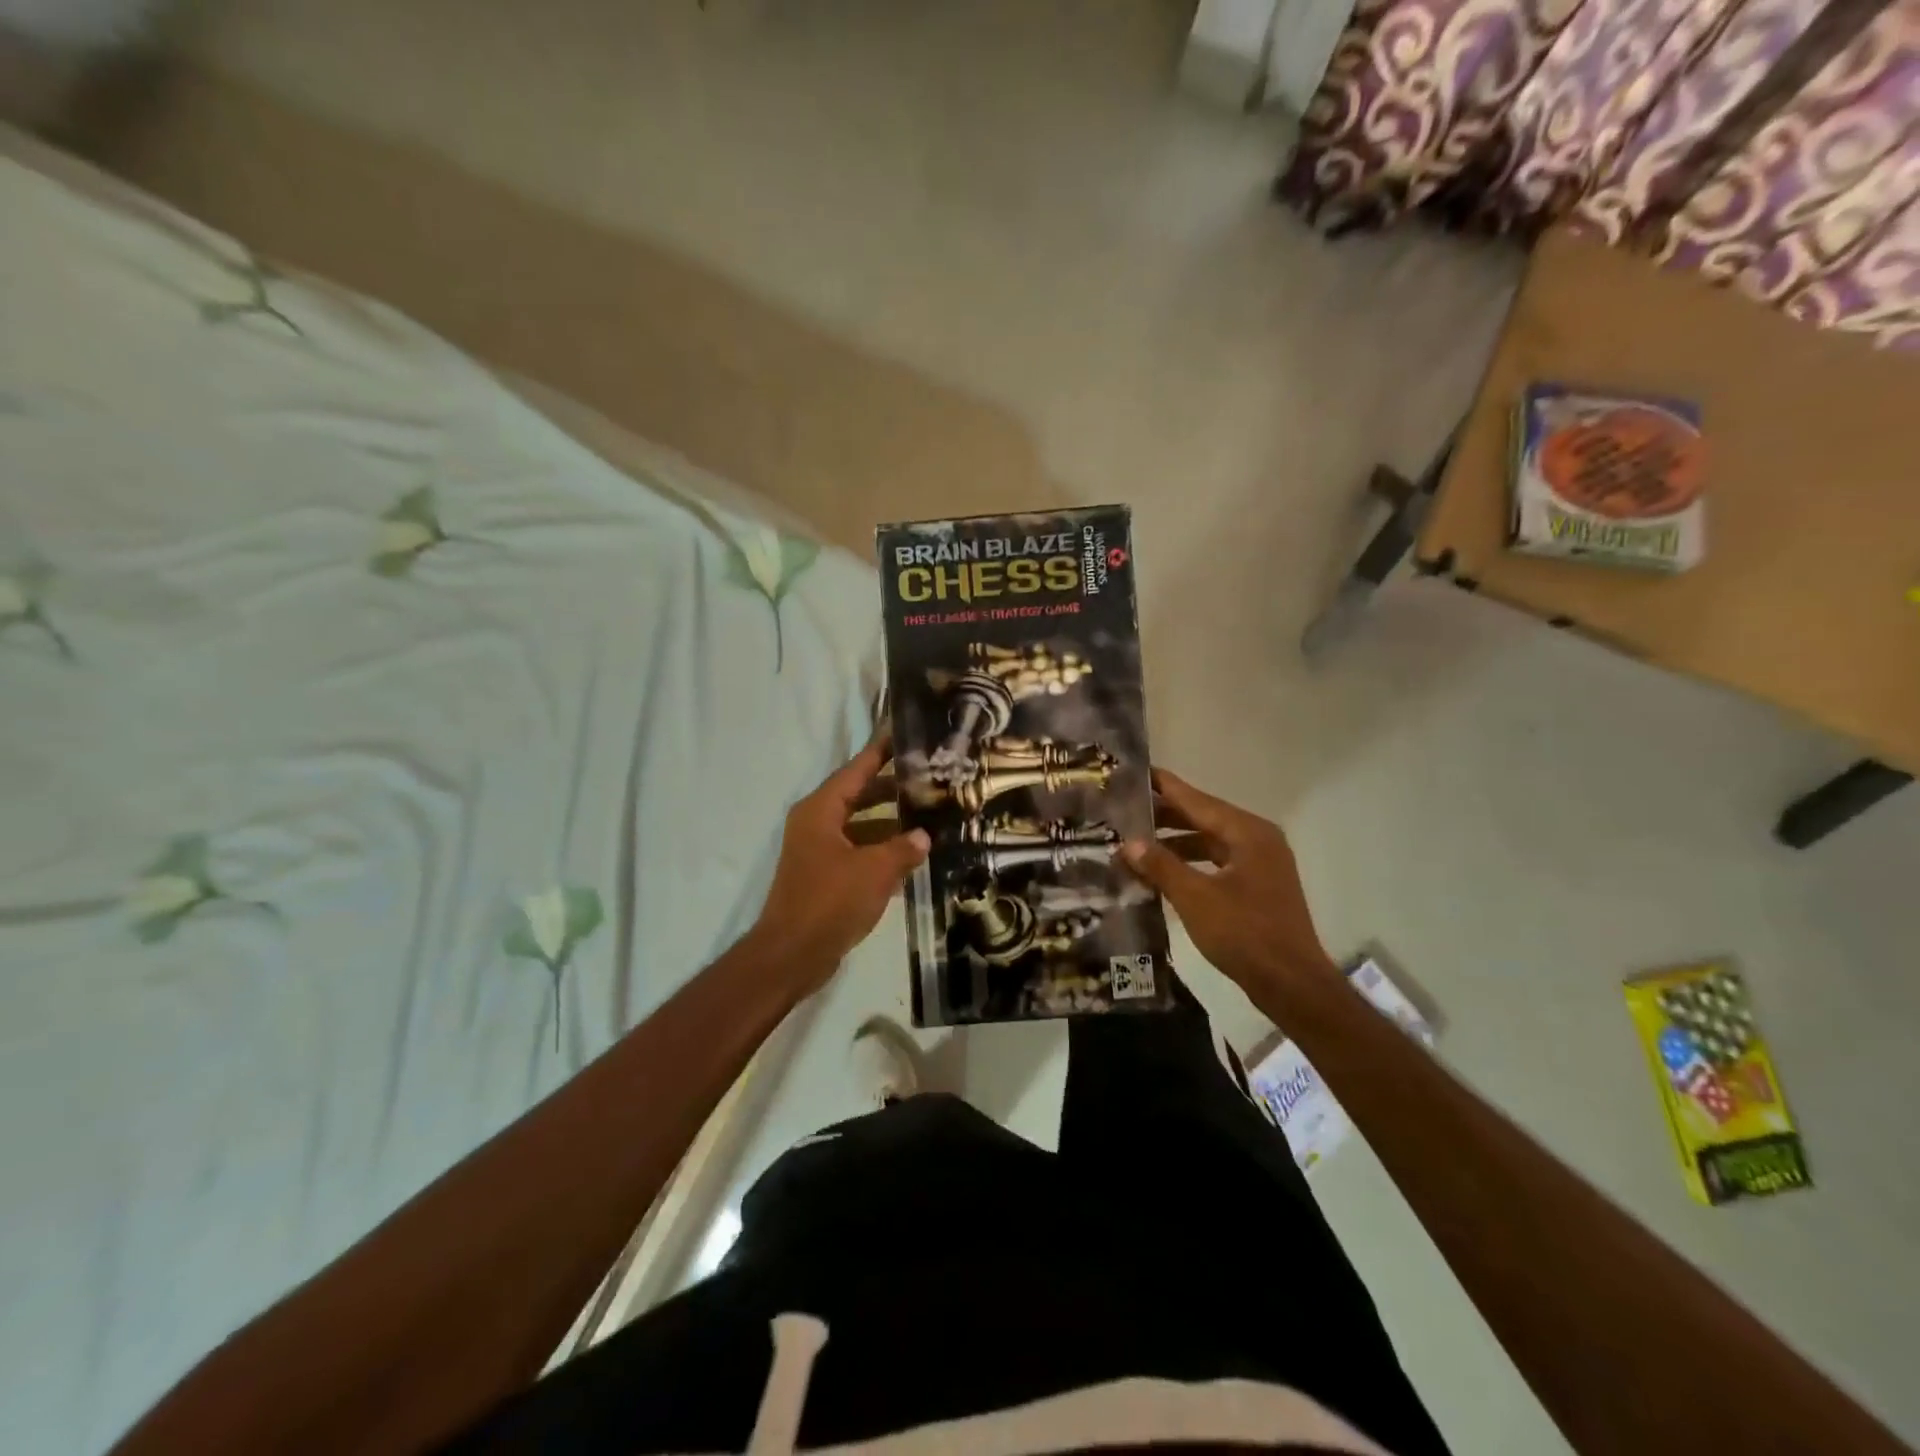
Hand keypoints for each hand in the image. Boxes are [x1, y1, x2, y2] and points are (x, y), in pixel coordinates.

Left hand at [747, 738, 929, 992]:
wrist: (792, 954)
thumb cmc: (830, 902)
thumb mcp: (875, 871)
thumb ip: (903, 848)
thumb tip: (924, 836)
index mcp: (820, 810)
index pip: (856, 770)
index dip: (881, 752)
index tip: (904, 735)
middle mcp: (816, 822)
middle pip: (859, 795)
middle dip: (893, 789)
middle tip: (929, 779)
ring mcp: (818, 850)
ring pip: (860, 825)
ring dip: (890, 822)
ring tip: (928, 816)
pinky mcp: (824, 875)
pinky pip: (857, 850)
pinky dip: (880, 849)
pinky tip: (910, 855)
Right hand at [1121, 768, 1339, 1005]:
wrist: (1291, 985)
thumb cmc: (1244, 933)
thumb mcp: (1195, 897)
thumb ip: (1161, 865)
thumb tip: (1129, 843)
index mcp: (1247, 832)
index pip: (1197, 799)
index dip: (1164, 787)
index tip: (1135, 772)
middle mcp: (1257, 840)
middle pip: (1203, 818)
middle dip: (1165, 816)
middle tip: (1124, 810)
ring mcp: (1261, 864)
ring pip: (1209, 842)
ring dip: (1175, 843)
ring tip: (1136, 843)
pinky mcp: (1257, 887)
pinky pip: (1217, 863)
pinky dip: (1190, 864)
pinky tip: (1163, 872)